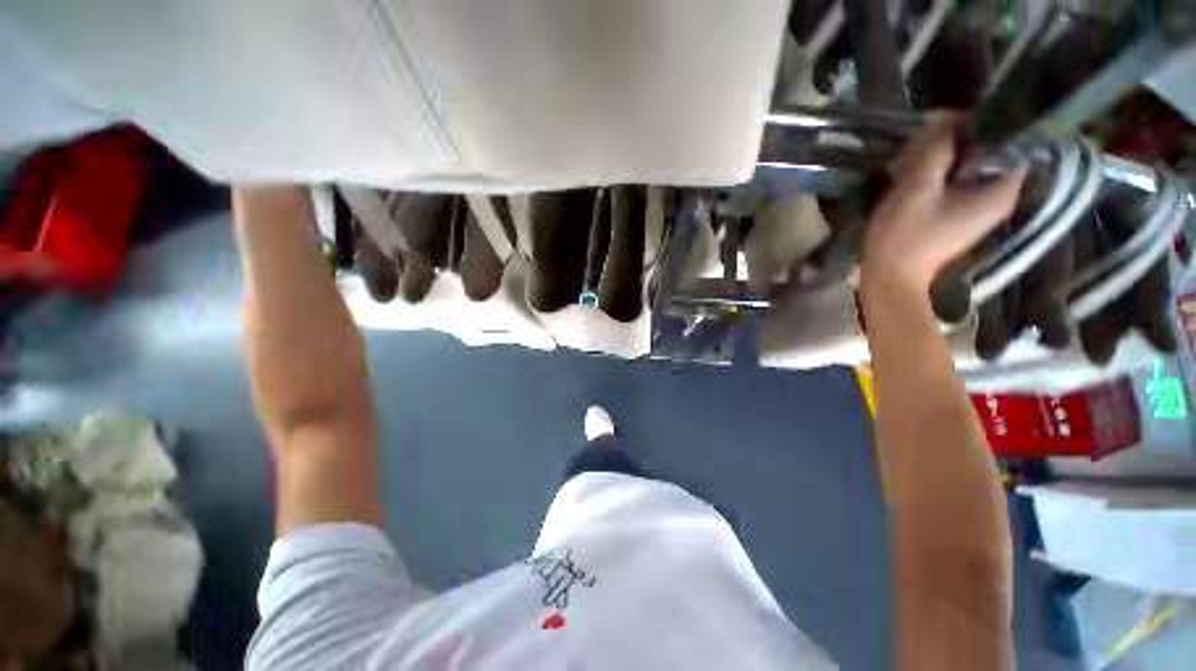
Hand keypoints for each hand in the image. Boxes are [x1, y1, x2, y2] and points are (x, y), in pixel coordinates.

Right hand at [861, 114, 1025, 292]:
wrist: (890, 277)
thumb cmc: (905, 236)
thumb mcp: (918, 187)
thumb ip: (936, 149)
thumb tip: (947, 117)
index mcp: (1000, 189)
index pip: (1010, 140)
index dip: (984, 124)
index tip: (953, 121)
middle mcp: (998, 196)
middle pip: (988, 153)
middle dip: (958, 143)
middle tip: (924, 143)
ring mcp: (979, 209)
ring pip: (969, 168)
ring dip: (944, 159)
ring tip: (912, 160)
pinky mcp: (960, 216)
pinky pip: (957, 184)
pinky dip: (939, 176)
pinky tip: (913, 177)